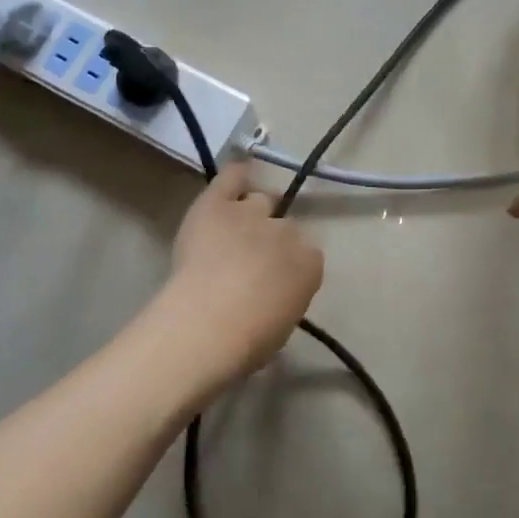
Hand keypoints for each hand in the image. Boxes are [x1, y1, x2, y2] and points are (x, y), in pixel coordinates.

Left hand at [168, 162, 323, 374]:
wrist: (207, 326)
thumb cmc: (247, 342)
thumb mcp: (283, 324)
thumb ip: (285, 298)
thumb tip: (272, 294)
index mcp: (311, 266)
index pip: (307, 255)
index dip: (287, 266)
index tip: (272, 281)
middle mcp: (289, 233)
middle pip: (285, 226)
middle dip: (270, 240)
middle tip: (249, 261)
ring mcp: (253, 215)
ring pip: (260, 201)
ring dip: (251, 214)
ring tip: (235, 229)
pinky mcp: (218, 205)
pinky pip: (233, 177)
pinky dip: (236, 175)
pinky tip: (237, 175)